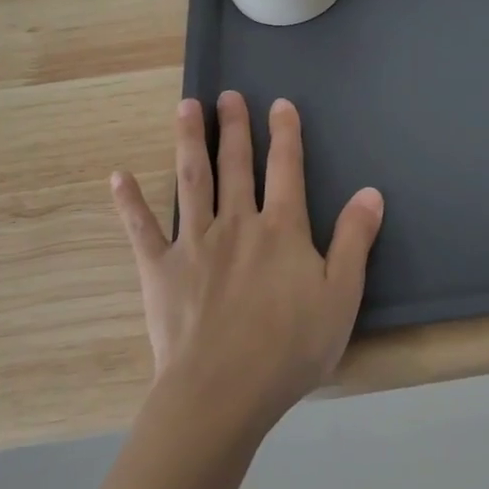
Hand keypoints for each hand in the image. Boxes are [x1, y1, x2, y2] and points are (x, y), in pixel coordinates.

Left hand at [109, 92, 383, 432]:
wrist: (222, 393)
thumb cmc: (289, 348)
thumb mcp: (341, 296)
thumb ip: (355, 240)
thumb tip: (371, 192)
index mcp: (282, 229)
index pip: (287, 167)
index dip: (285, 133)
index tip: (279, 103)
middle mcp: (237, 223)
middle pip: (236, 164)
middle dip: (233, 127)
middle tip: (227, 94)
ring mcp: (194, 242)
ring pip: (191, 180)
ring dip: (189, 141)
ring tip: (186, 107)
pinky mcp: (160, 269)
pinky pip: (141, 229)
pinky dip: (129, 201)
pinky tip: (118, 176)